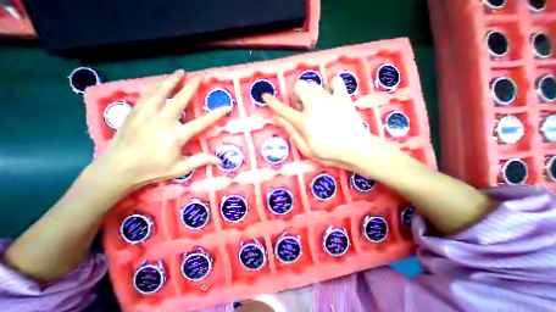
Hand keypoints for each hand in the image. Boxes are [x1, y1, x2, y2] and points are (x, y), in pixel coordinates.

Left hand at [93, 70, 228, 190]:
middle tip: (200, 76)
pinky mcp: (134, 112)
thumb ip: (200, 161)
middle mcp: (164, 121)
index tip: (226, 106)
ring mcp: (147, 114)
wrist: (118, 169)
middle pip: (181, 99)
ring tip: (180, 72)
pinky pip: (147, 95)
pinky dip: (156, 87)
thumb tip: (220, 160)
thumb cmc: (153, 169)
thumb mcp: (180, 168)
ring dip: (172, 80)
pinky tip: (160, 83)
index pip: (202, 122)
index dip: (216, 114)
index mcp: (177, 135)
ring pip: (162, 92)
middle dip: (192, 86)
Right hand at [263, 75, 399, 174]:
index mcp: (304, 122)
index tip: (266, 96)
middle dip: (297, 95)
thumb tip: (279, 118)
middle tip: (303, 107)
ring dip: (310, 93)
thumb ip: (292, 132)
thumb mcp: (306, 149)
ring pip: (314, 84)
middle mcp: (315, 107)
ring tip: (317, 104)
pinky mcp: (343, 97)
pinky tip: (331, 96)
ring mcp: (330, 99)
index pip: (283, 109)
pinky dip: (331, 86)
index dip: (273, 102)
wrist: (357, 149)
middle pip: (299, 87)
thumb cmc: (329, 153)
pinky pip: (335, 81)